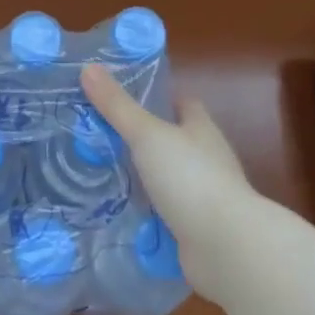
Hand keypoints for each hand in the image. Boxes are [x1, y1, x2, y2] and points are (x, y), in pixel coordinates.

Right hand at [81, 63, 255, 292]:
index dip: (158, 97)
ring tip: (100, 171)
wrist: (226, 247)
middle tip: (100, 135)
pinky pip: (164, 212)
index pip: (183, 104)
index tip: (125, 97)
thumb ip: (117, 105)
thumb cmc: (190, 178)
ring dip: (142, 177)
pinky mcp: (195, 228)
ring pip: (167, 178)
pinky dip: (144, 211)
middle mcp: (206, 159)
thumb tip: (88, 67)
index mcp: (201, 129)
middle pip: (173, 140)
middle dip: (143, 139)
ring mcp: (203, 196)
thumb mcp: (147, 135)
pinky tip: (116, 210)